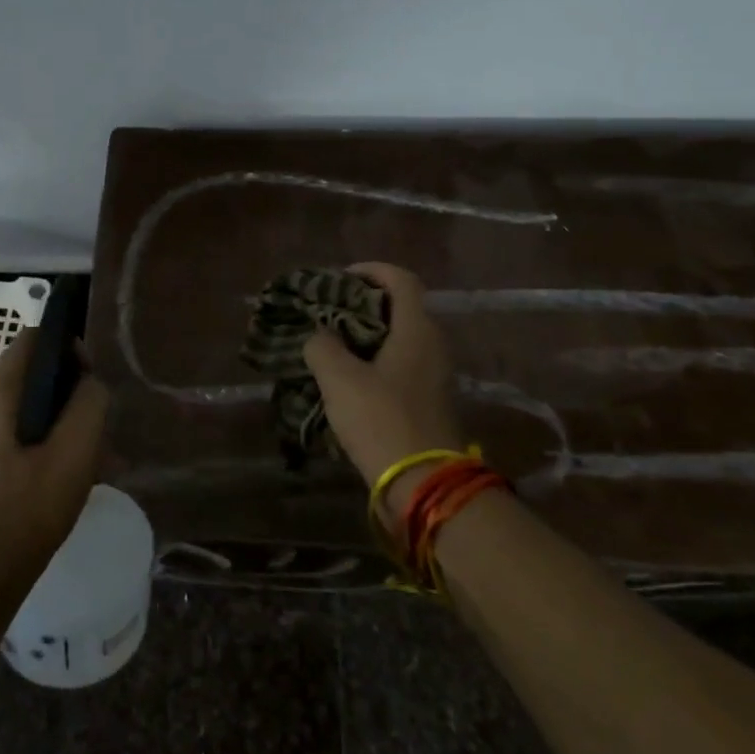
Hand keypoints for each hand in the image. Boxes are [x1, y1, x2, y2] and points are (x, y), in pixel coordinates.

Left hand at [0, 329, 110, 580]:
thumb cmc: (29, 509)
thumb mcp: (74, 452)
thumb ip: (89, 404)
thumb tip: (90, 382)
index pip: (31, 340)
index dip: (66, 348)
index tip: (92, 380)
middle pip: (28, 373)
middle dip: (67, 389)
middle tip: (96, 422)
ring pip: (24, 407)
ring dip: (59, 419)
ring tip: (89, 453)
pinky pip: (14, 433)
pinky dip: (42, 440)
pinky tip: (66, 474)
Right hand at [304, 262, 463, 518]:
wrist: (423, 483)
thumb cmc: (381, 419)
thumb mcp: (339, 378)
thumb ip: (322, 346)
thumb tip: (319, 336)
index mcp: (417, 329)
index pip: (401, 280)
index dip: (371, 270)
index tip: (340, 278)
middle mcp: (433, 345)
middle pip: (401, 308)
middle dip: (363, 305)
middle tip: (328, 313)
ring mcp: (435, 375)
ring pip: (399, 339)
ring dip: (366, 336)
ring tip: (331, 345)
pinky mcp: (430, 401)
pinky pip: (401, 366)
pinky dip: (375, 361)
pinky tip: (347, 379)